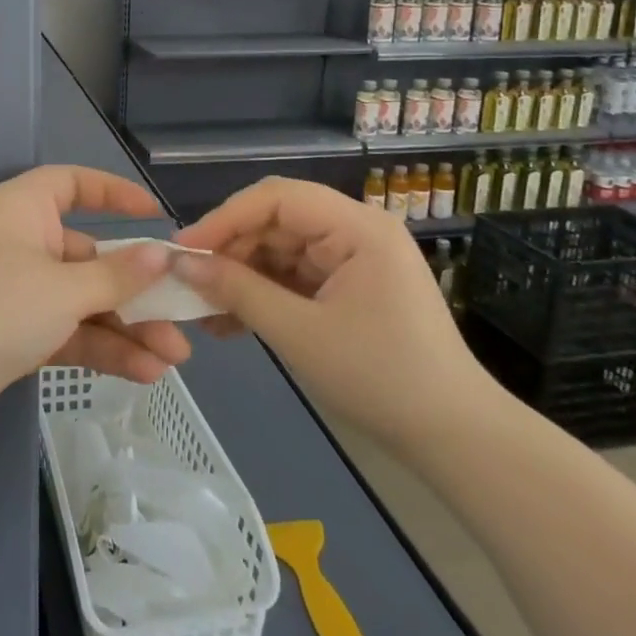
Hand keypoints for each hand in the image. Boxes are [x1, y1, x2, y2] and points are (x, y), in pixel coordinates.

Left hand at [0, 166, 193, 439]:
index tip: (155, 214)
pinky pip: (65, 331)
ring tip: (174, 357)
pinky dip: (99, 348)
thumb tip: (161, 254)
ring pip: (81, 300)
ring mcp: (13, 291)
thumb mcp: (64, 289)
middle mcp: (18, 242)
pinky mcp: (10, 335)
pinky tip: (143, 373)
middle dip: (135, 288)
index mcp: (22, 209)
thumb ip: (117, 275)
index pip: (72, 183)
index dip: (114, 193)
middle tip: (181, 314)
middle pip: (87, 254)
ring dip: (126, 327)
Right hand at [171, 177, 495, 451]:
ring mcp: (354, 260)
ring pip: (280, 251)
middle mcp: (356, 231)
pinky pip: (295, 278)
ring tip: (201, 309)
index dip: (225, 218)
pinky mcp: (349, 288)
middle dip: (230, 250)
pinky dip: (263, 295)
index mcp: (357, 227)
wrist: (453, 437)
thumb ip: (238, 291)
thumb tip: (182, 264)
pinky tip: (229, 322)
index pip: (277, 198)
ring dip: (241, 277)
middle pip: (277, 222)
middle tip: (187, 282)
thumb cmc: (380, 378)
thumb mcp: (299, 333)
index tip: (183, 250)